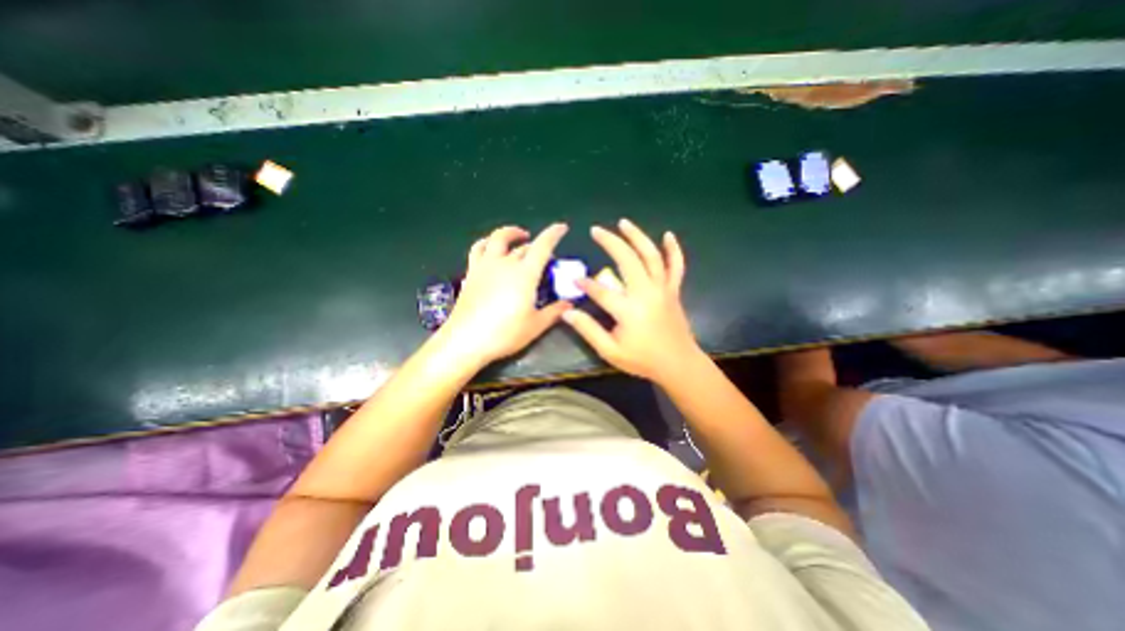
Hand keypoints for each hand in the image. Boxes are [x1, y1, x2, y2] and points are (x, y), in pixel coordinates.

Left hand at [436, 224, 571, 366]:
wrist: (466, 340)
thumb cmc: (505, 333)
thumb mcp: (535, 325)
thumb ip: (554, 312)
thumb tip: (569, 305)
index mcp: (525, 274)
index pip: (542, 246)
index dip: (553, 234)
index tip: (562, 227)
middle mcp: (505, 263)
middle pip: (523, 246)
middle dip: (536, 246)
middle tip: (544, 257)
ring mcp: (485, 266)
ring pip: (497, 239)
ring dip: (510, 234)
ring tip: (517, 237)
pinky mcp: (471, 273)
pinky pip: (478, 249)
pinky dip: (487, 243)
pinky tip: (491, 249)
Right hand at [562, 217, 700, 383]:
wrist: (678, 364)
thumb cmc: (642, 360)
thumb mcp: (610, 351)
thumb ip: (588, 330)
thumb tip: (567, 313)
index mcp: (628, 310)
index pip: (601, 291)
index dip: (585, 284)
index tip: (574, 279)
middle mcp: (646, 293)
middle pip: (627, 260)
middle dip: (611, 242)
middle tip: (596, 230)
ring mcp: (662, 289)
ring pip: (651, 256)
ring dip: (637, 237)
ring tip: (623, 223)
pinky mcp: (673, 290)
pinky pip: (676, 266)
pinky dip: (673, 250)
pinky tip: (668, 235)